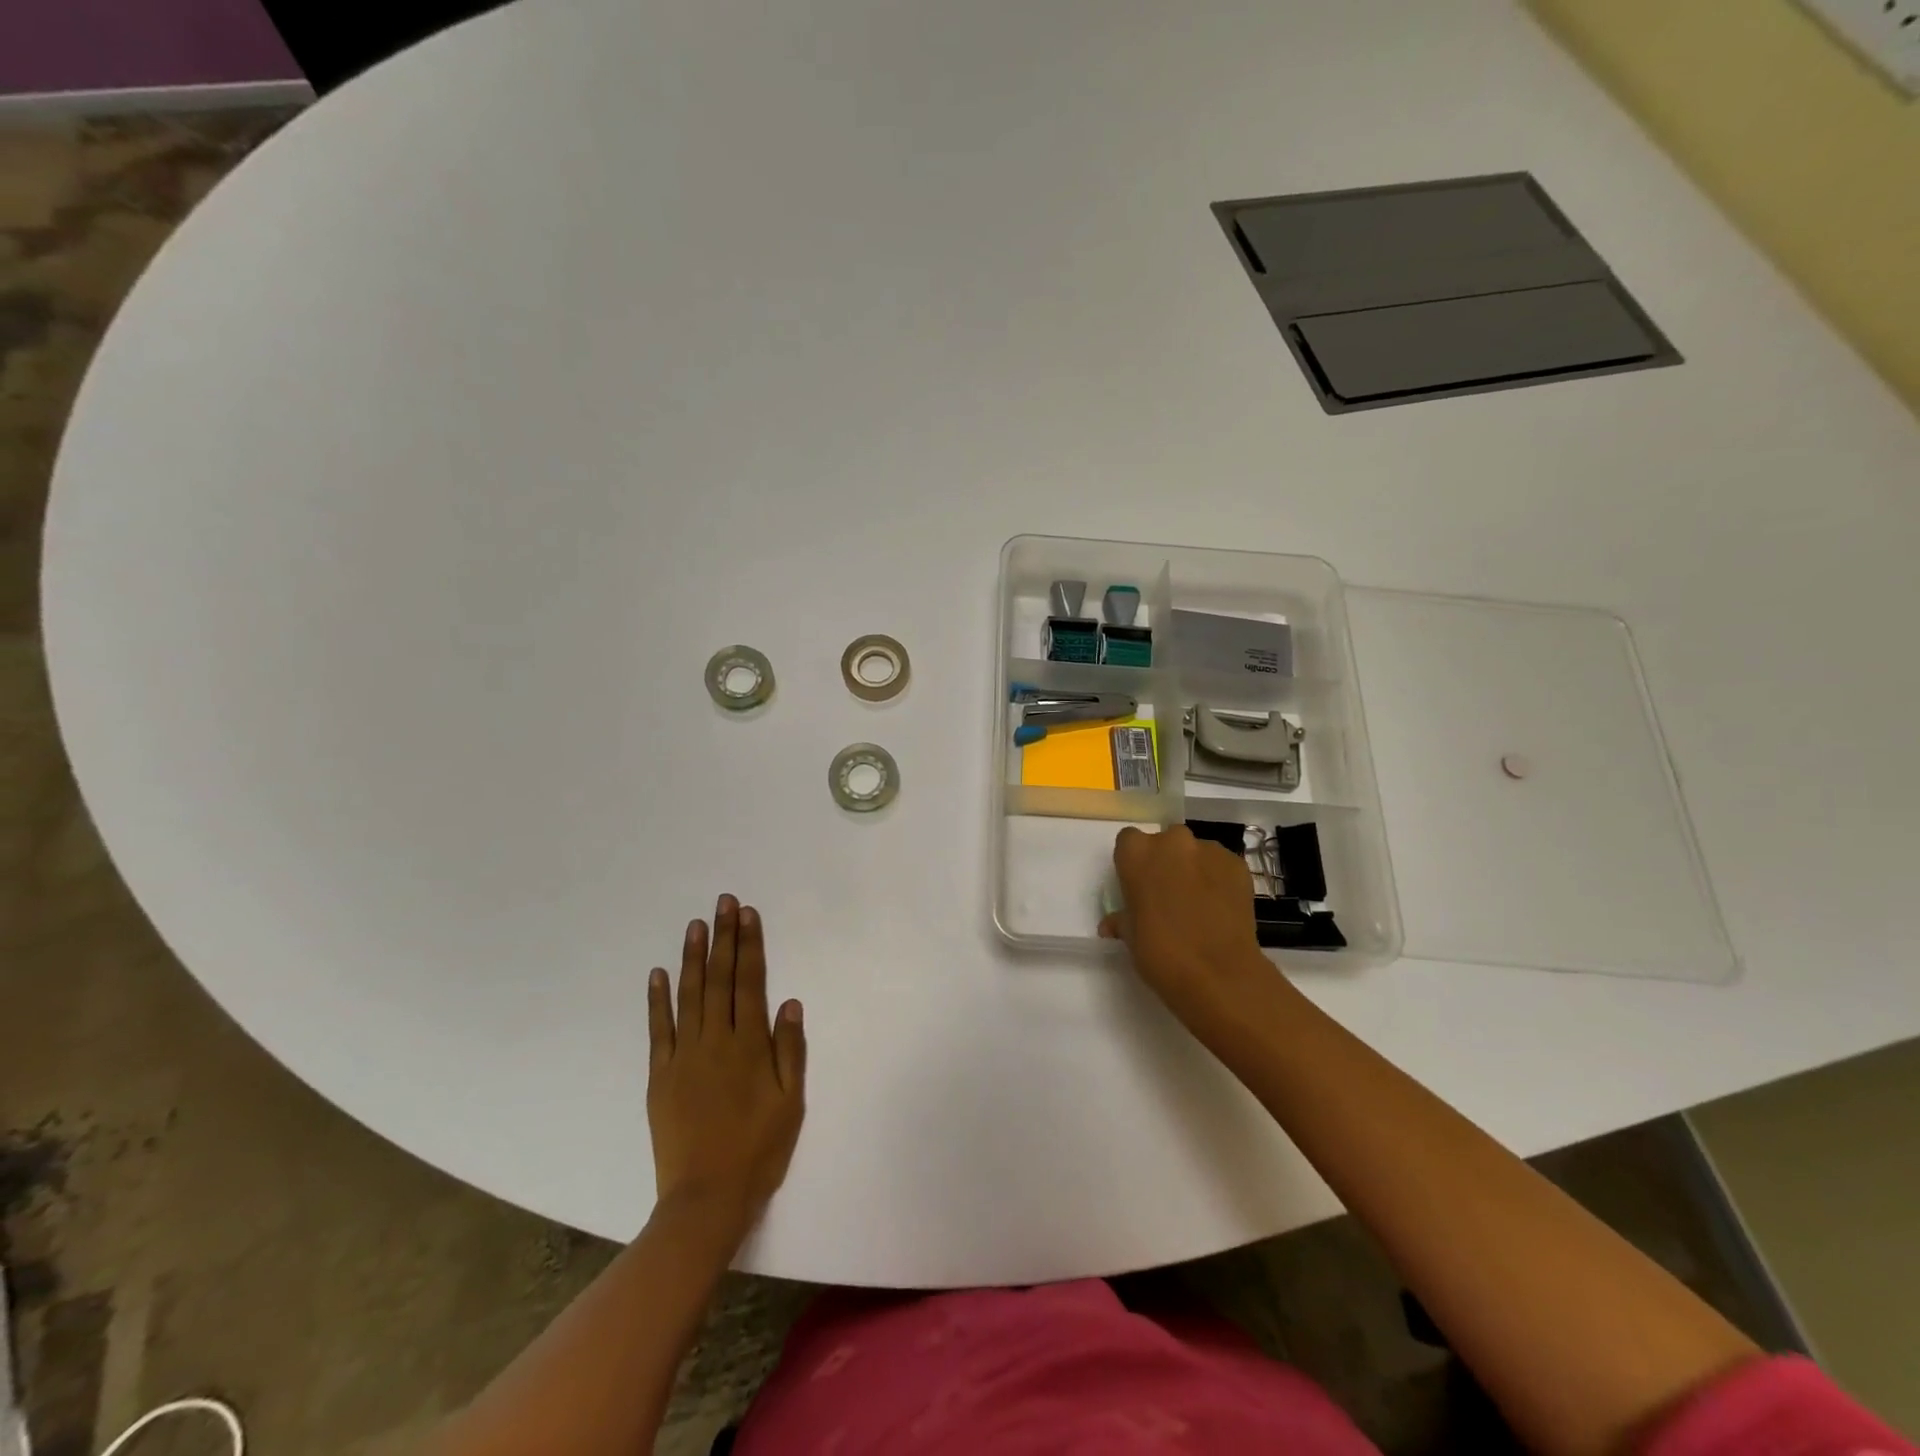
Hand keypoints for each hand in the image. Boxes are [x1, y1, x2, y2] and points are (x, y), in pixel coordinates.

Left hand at [647, 895, 806, 1227]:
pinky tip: (658, 973)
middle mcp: (715, 1041)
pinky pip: (659, 1029)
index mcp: (749, 1045)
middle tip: (723, 903)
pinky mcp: (661, 1076)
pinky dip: (658, 999)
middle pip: (719, 979)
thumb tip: (790, 1003)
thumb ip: (790, 1050)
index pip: (749, 982)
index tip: (747, 914)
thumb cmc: (758, 1150)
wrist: (705, 1199)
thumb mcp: (790, 1102)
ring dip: (692, 957)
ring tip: (695, 925)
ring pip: (688, 995)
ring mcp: (684, 1056)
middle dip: (723, 938)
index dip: (749, 946)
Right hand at [1099, 826, 1269, 1024]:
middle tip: (1169, 894)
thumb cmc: (1160, 952)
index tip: (1138, 884)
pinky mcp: (1238, 865)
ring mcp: (1209, 850)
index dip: (1134, 862)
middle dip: (1166, 862)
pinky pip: (1222, 866)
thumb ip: (1122, 919)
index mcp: (1137, 853)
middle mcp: (1172, 842)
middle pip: (1166, 842)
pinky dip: (1219, 880)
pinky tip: (1220, 908)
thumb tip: (1114, 924)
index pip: (1129, 841)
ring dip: (1194, 869)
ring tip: (1199, 904)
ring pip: (1196, 853)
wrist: (1218, 973)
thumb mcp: (1130, 936)